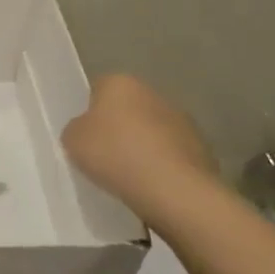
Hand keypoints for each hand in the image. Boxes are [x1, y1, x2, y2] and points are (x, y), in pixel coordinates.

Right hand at [62, 75, 216, 210]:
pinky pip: (171, 154)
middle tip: (105, 157)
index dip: (89, 112)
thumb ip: (76, 129)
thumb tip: (86, 130)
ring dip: (143, 146)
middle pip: (128, 108)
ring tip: (130, 176)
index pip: (98, 89)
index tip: (85, 137)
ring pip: (152, 131)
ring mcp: (182, 119)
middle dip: (119, 128)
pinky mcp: (201, 147)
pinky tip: (152, 186)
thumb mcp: (73, 141)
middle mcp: (153, 92)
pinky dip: (163, 166)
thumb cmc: (116, 155)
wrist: (174, 190)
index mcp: (120, 82)